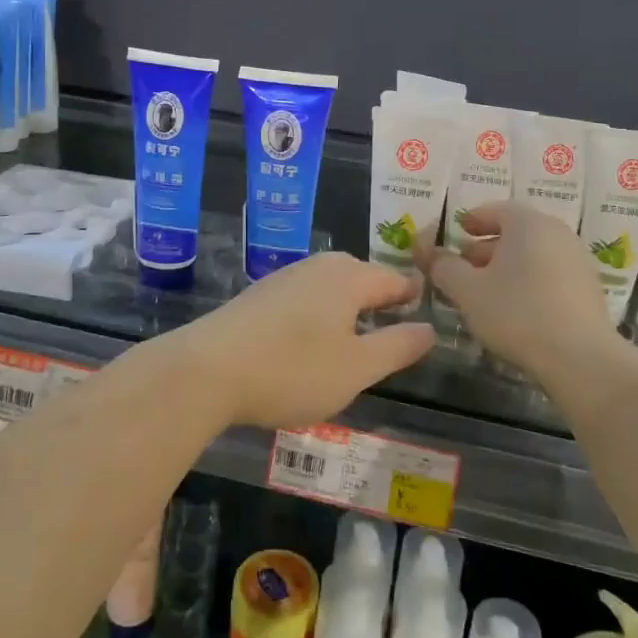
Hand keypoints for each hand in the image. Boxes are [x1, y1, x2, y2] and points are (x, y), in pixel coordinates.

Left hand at [169, 253, 435, 427]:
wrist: (207, 370)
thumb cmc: (293, 369)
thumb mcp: (357, 368)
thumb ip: (398, 346)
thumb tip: (430, 328)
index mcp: (349, 277)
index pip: (394, 280)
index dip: (412, 296)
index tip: (426, 311)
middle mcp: (319, 267)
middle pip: (361, 278)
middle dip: (380, 300)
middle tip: (395, 328)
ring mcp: (285, 278)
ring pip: (331, 288)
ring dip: (348, 310)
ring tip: (357, 339)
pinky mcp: (260, 296)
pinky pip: (305, 299)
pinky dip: (319, 316)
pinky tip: (311, 342)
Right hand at [415, 203, 616, 377]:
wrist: (581, 358)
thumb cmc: (517, 313)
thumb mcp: (468, 291)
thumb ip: (444, 267)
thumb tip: (427, 252)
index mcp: (528, 223)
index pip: (497, 209)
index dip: (474, 219)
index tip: (458, 231)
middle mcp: (557, 233)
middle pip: (517, 231)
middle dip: (487, 246)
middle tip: (465, 264)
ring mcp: (578, 260)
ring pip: (534, 253)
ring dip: (508, 265)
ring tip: (486, 289)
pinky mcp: (589, 289)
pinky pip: (551, 273)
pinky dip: (529, 280)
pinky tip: (515, 307)